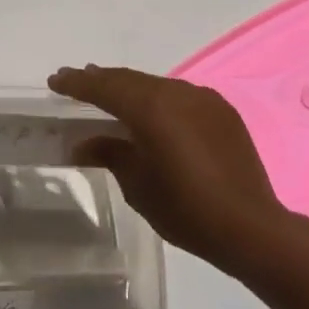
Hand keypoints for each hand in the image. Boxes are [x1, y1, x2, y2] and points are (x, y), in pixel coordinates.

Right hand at [49, 64, 286, 266]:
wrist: (253, 229)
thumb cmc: (187, 210)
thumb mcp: (138, 185)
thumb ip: (110, 154)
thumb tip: (83, 142)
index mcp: (151, 107)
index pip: (104, 87)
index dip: (77, 83)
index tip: (55, 80)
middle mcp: (176, 92)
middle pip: (129, 80)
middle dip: (101, 81)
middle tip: (76, 83)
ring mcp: (202, 99)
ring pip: (155, 85)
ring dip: (130, 89)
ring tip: (110, 95)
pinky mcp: (221, 112)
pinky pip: (179, 97)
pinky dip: (158, 100)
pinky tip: (152, 114)